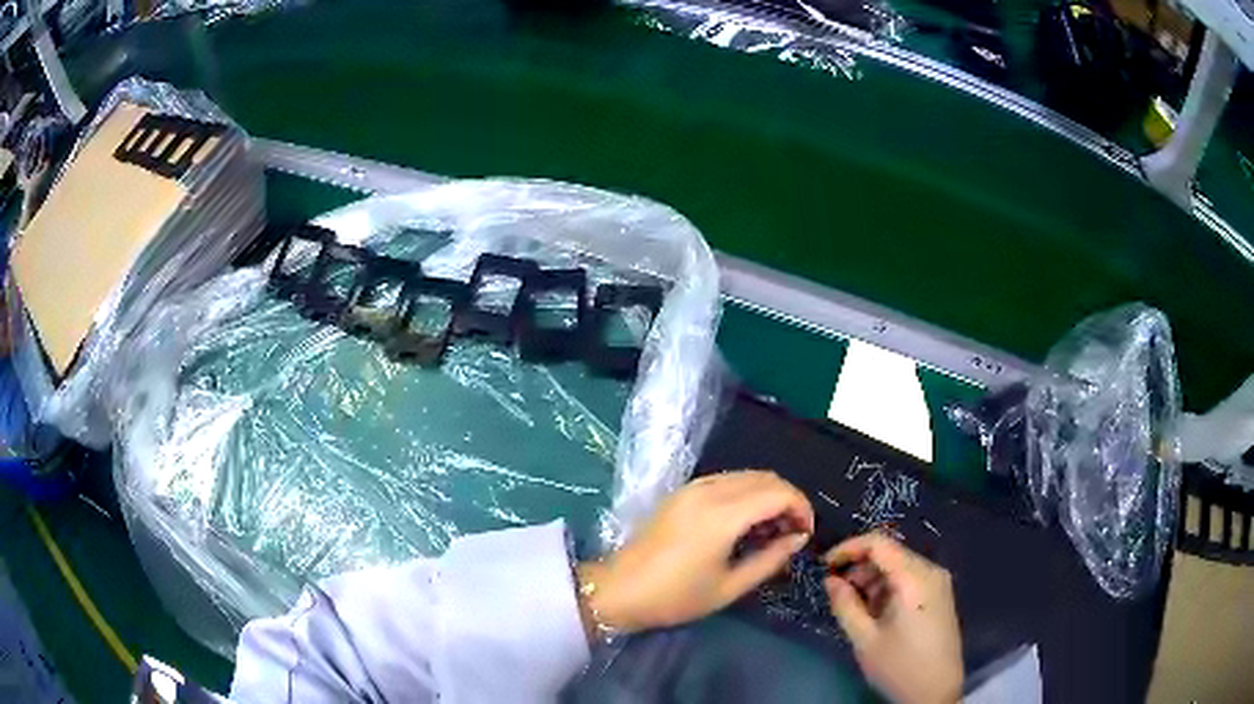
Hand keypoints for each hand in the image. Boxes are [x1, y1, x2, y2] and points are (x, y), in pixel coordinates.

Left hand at [578, 470, 813, 636]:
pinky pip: (726, 480)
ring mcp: (692, 487)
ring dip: (767, 495)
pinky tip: (745, 522)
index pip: (779, 492)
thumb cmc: (676, 597)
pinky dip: (746, 493)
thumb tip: (798, 539)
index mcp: (722, 514)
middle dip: (788, 499)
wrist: (619, 590)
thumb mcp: (730, 586)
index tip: (806, 534)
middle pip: (765, 477)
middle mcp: (709, 490)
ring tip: (771, 531)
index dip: (802, 507)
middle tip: (792, 533)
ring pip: (746, 475)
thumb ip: (770, 559)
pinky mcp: (682, 491)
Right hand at [824, 534, 962, 703]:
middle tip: (835, 592)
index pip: (878, 543)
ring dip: (872, 579)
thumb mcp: (865, 639)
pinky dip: (887, 588)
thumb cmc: (899, 666)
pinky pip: (909, 578)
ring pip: (898, 566)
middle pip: (890, 553)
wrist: (936, 691)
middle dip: (859, 567)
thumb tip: (831, 580)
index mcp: (914, 578)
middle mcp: (930, 571)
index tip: (824, 566)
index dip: (848, 548)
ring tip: (854, 607)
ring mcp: (938, 582)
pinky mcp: (939, 595)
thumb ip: (845, 605)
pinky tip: (875, 612)